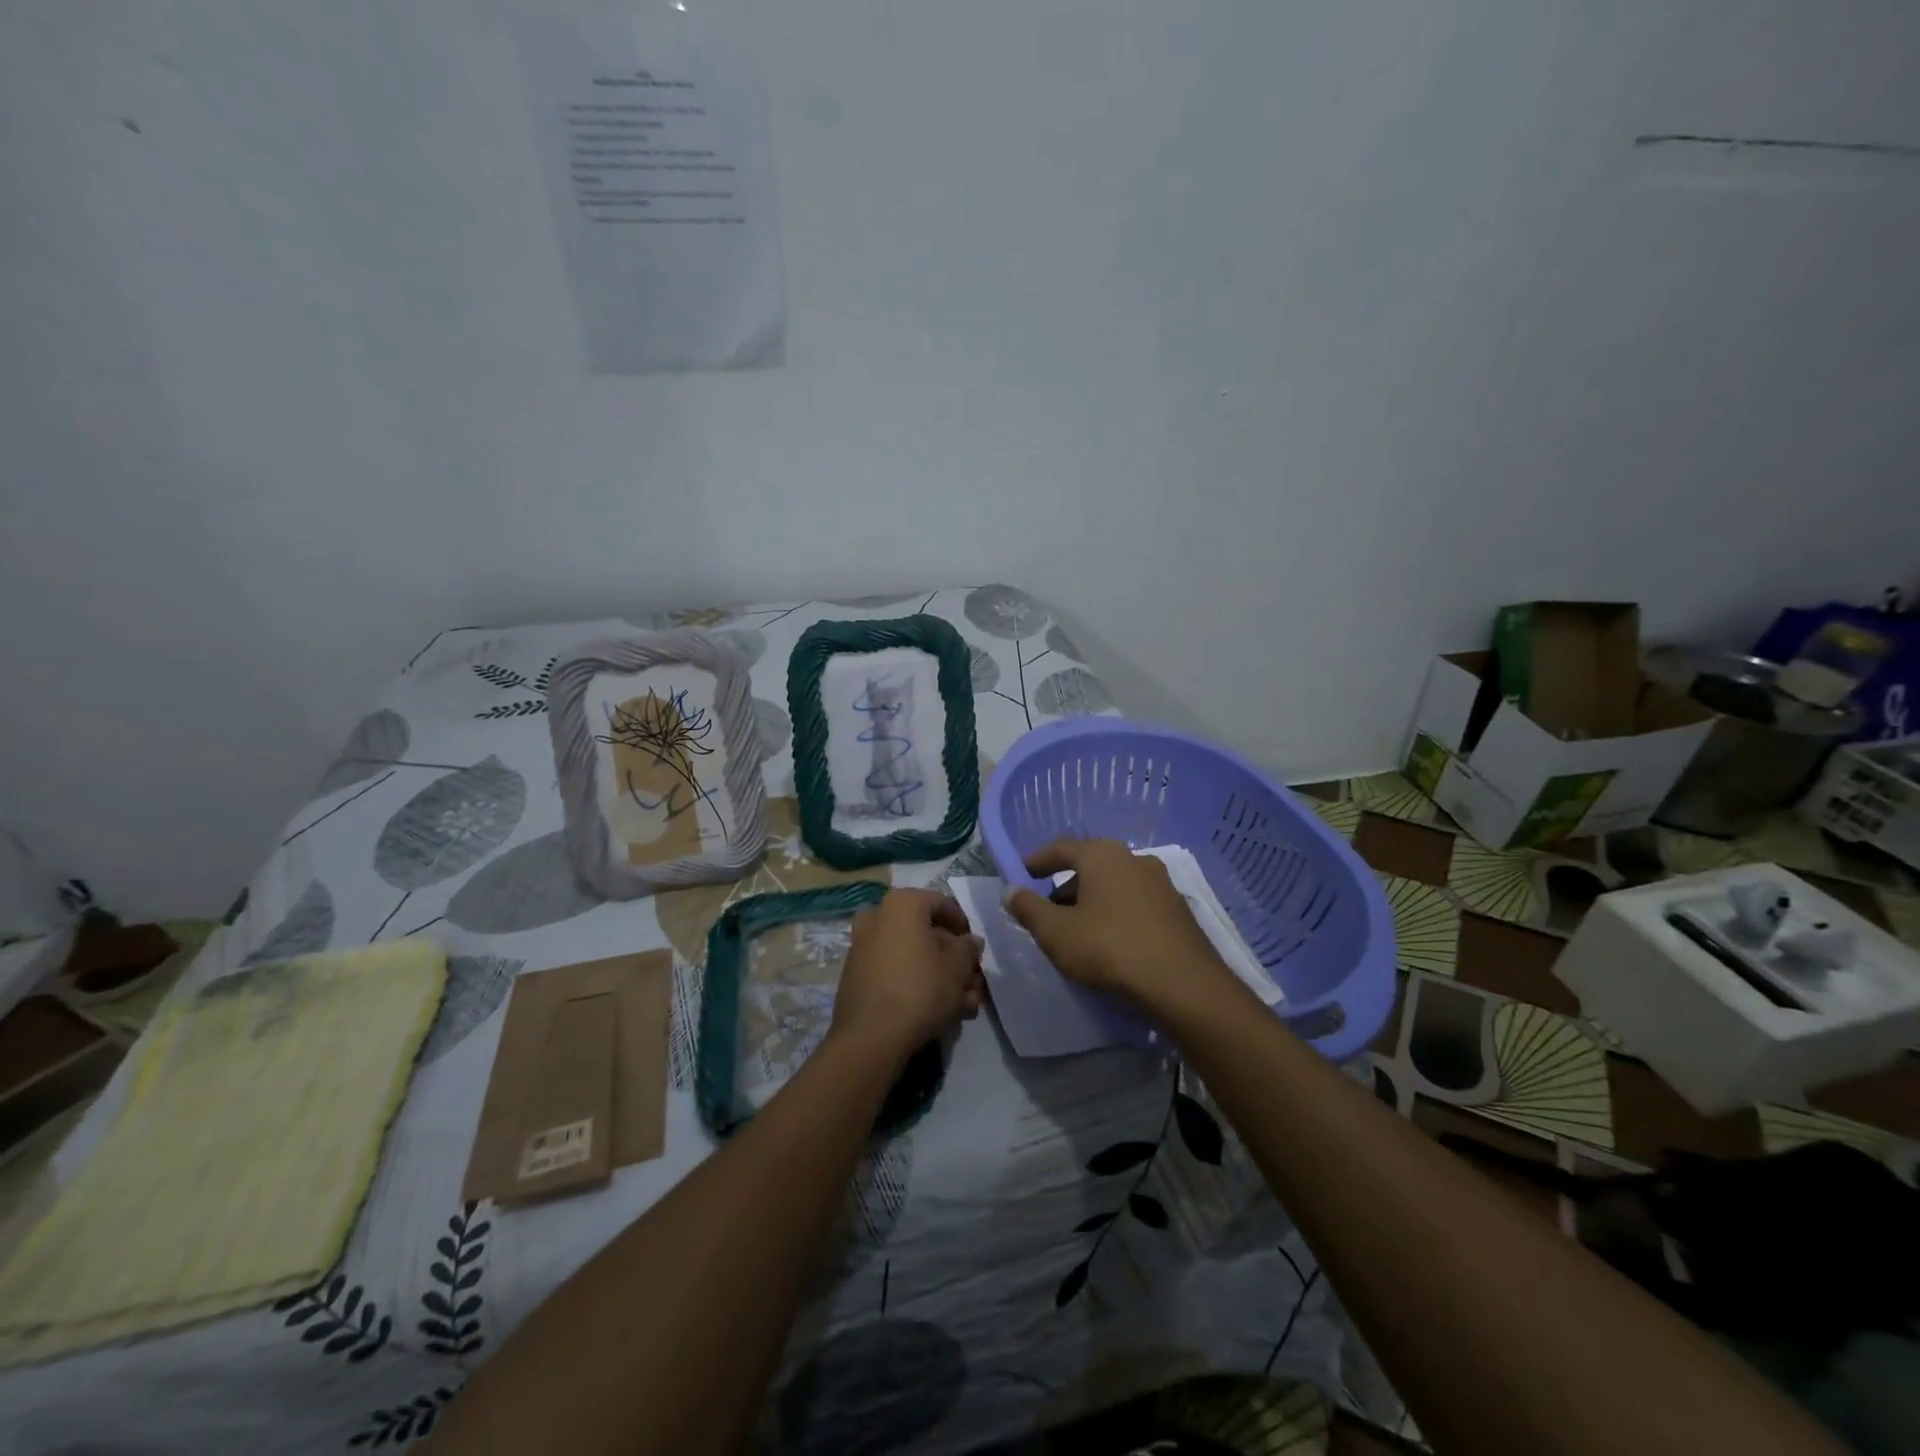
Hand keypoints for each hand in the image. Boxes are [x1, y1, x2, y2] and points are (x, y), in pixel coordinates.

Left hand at [830, 889, 984, 1062]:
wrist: (870, 1036)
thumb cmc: (921, 989)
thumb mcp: (958, 967)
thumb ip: (968, 948)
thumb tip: (969, 942)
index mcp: (902, 903)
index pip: (942, 904)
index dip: (964, 926)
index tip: (976, 950)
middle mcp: (878, 916)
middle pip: (926, 933)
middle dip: (954, 959)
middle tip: (973, 983)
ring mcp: (863, 945)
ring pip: (912, 955)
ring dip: (940, 975)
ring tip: (964, 1005)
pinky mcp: (856, 974)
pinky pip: (895, 969)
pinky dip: (916, 983)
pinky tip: (939, 1010)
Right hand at [1005, 839, 1232, 1011]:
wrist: (1183, 986)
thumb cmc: (1109, 949)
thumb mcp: (1056, 933)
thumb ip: (1029, 909)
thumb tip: (1011, 890)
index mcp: (1102, 855)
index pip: (1061, 848)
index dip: (1037, 860)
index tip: (1021, 873)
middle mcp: (1134, 859)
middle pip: (1090, 866)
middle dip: (1065, 887)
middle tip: (1047, 912)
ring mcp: (1161, 884)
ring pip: (1115, 886)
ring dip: (1092, 902)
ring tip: (1078, 932)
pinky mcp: (1179, 910)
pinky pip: (1136, 904)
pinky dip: (1117, 915)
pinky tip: (1111, 943)